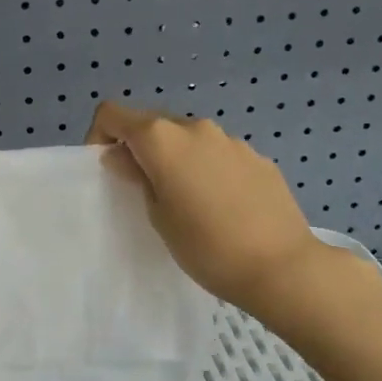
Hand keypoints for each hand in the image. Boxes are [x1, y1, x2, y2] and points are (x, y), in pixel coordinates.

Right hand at [85, 101, 324, 314]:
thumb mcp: (157, 215)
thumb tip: (123, 156)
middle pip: (152, 123)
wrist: (281, 266)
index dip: (100, 135)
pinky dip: (207, 169)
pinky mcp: (257, 157)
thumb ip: (136, 177)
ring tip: (187, 201)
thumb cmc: (206, 246)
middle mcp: (196, 127)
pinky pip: (218, 154)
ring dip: (176, 158)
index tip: (108, 169)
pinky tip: (222, 206)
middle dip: (140, 148)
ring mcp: (231, 140)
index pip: (114, 114)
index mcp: (162, 138)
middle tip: (144, 190)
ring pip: (188, 139)